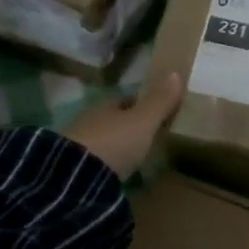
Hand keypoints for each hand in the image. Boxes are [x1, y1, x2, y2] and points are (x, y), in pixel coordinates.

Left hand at [64, 73, 183, 178]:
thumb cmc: (115, 142)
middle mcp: (88, 120)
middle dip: (126, 126)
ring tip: (133, 158)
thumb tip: (176, 72)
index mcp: (105, 105)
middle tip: (146, 137)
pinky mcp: (73, 169)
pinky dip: (106, 164)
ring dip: (115, 146)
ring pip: (102, 140)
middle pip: (112, 120)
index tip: (156, 113)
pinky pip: (94, 162)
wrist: (78, 176)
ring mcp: (77, 145)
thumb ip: (159, 101)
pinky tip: (115, 173)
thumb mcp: (143, 121)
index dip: (141, 105)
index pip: (125, 100)